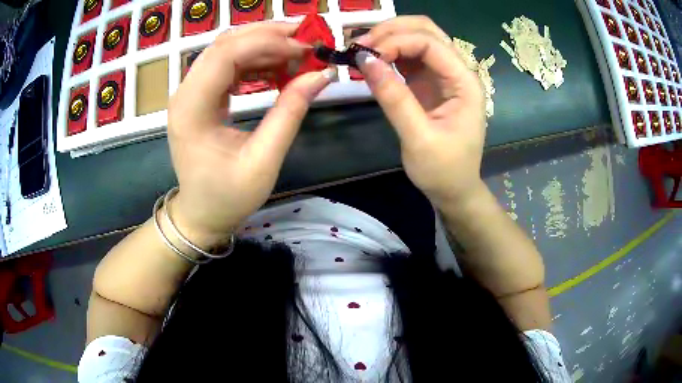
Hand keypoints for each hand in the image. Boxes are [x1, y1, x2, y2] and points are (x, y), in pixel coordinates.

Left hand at [167, 23, 334, 244]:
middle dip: (266, 35)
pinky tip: (275, 67)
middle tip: (305, 37)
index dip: (267, 42)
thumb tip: (320, 76)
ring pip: (225, 50)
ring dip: (261, 45)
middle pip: (224, 44)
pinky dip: (253, 61)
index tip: (304, 48)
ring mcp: (189, 94)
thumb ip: (289, 113)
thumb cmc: (227, 197)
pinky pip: (226, 66)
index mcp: (192, 110)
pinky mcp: (199, 97)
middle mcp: (185, 94)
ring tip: (296, 51)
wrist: (201, 214)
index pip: (226, 55)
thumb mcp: (263, 161)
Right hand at [356, 16, 486, 206]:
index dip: (396, 41)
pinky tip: (373, 60)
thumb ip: (393, 97)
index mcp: (465, 83)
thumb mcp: (418, 138)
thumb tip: (364, 60)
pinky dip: (390, 53)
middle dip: (393, 30)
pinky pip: (410, 57)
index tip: (365, 55)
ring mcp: (443, 76)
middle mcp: (457, 72)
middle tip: (362, 44)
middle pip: (427, 30)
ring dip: (390, 38)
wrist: (454, 190)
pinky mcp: (430, 83)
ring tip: (363, 50)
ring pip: (418, 38)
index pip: (431, 43)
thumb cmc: (443, 170)